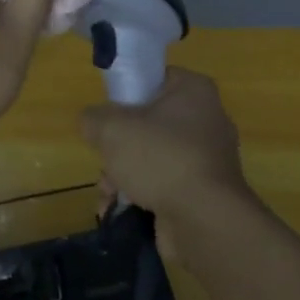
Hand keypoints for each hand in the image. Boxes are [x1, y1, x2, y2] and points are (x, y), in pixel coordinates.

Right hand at [80, 69, 253, 223]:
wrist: (204, 220)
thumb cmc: (160, 158)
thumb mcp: (111, 128)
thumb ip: (93, 118)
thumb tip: (91, 123)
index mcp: (193, 90)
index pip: (154, 78)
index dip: (126, 93)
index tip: (107, 114)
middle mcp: (207, 119)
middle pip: (149, 122)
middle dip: (119, 145)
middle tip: (105, 158)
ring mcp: (208, 157)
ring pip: (153, 155)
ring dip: (124, 173)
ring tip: (108, 191)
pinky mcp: (205, 191)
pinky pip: (165, 183)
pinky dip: (142, 193)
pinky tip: (118, 207)